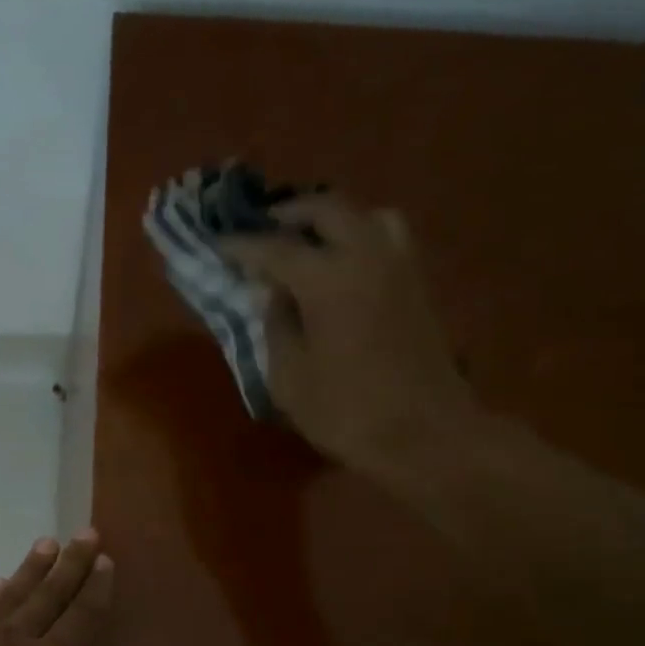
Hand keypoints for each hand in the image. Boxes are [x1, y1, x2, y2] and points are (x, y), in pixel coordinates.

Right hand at [224, 193, 475, 476]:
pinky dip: (358, 237)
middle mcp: (368, 257)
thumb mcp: (290, 377)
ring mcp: (401, 267)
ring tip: (308, 242)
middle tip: (263, 230)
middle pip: (328, 210)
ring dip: (333, 220)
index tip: (217, 244)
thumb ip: (276, 326)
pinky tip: (340, 266)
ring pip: (367, 215)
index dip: (242, 246)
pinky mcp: (419, 285)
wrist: (427, 435)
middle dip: (290, 214)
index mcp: (329, 279)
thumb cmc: (347, 411)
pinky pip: (387, 239)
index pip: (275, 248)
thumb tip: (274, 294)